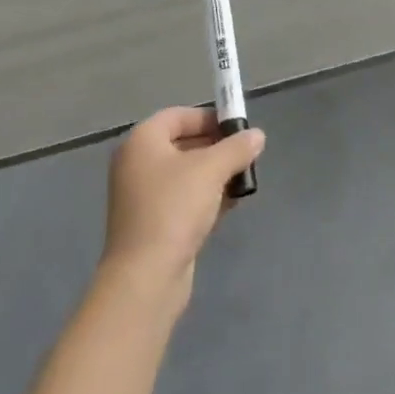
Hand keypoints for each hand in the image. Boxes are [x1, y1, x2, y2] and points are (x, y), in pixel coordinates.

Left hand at [101, 106, 264, 305]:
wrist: (145, 278)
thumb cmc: (174, 208)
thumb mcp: (211, 170)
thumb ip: (236, 148)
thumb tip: (256, 135)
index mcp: (142, 141)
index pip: (178, 115)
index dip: (208, 118)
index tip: (237, 129)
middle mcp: (137, 164)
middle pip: (182, 144)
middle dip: (216, 148)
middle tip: (245, 156)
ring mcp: (143, 197)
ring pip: (185, 174)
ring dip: (215, 175)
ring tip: (243, 181)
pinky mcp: (152, 225)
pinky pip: (183, 200)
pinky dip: (205, 198)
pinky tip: (230, 205)